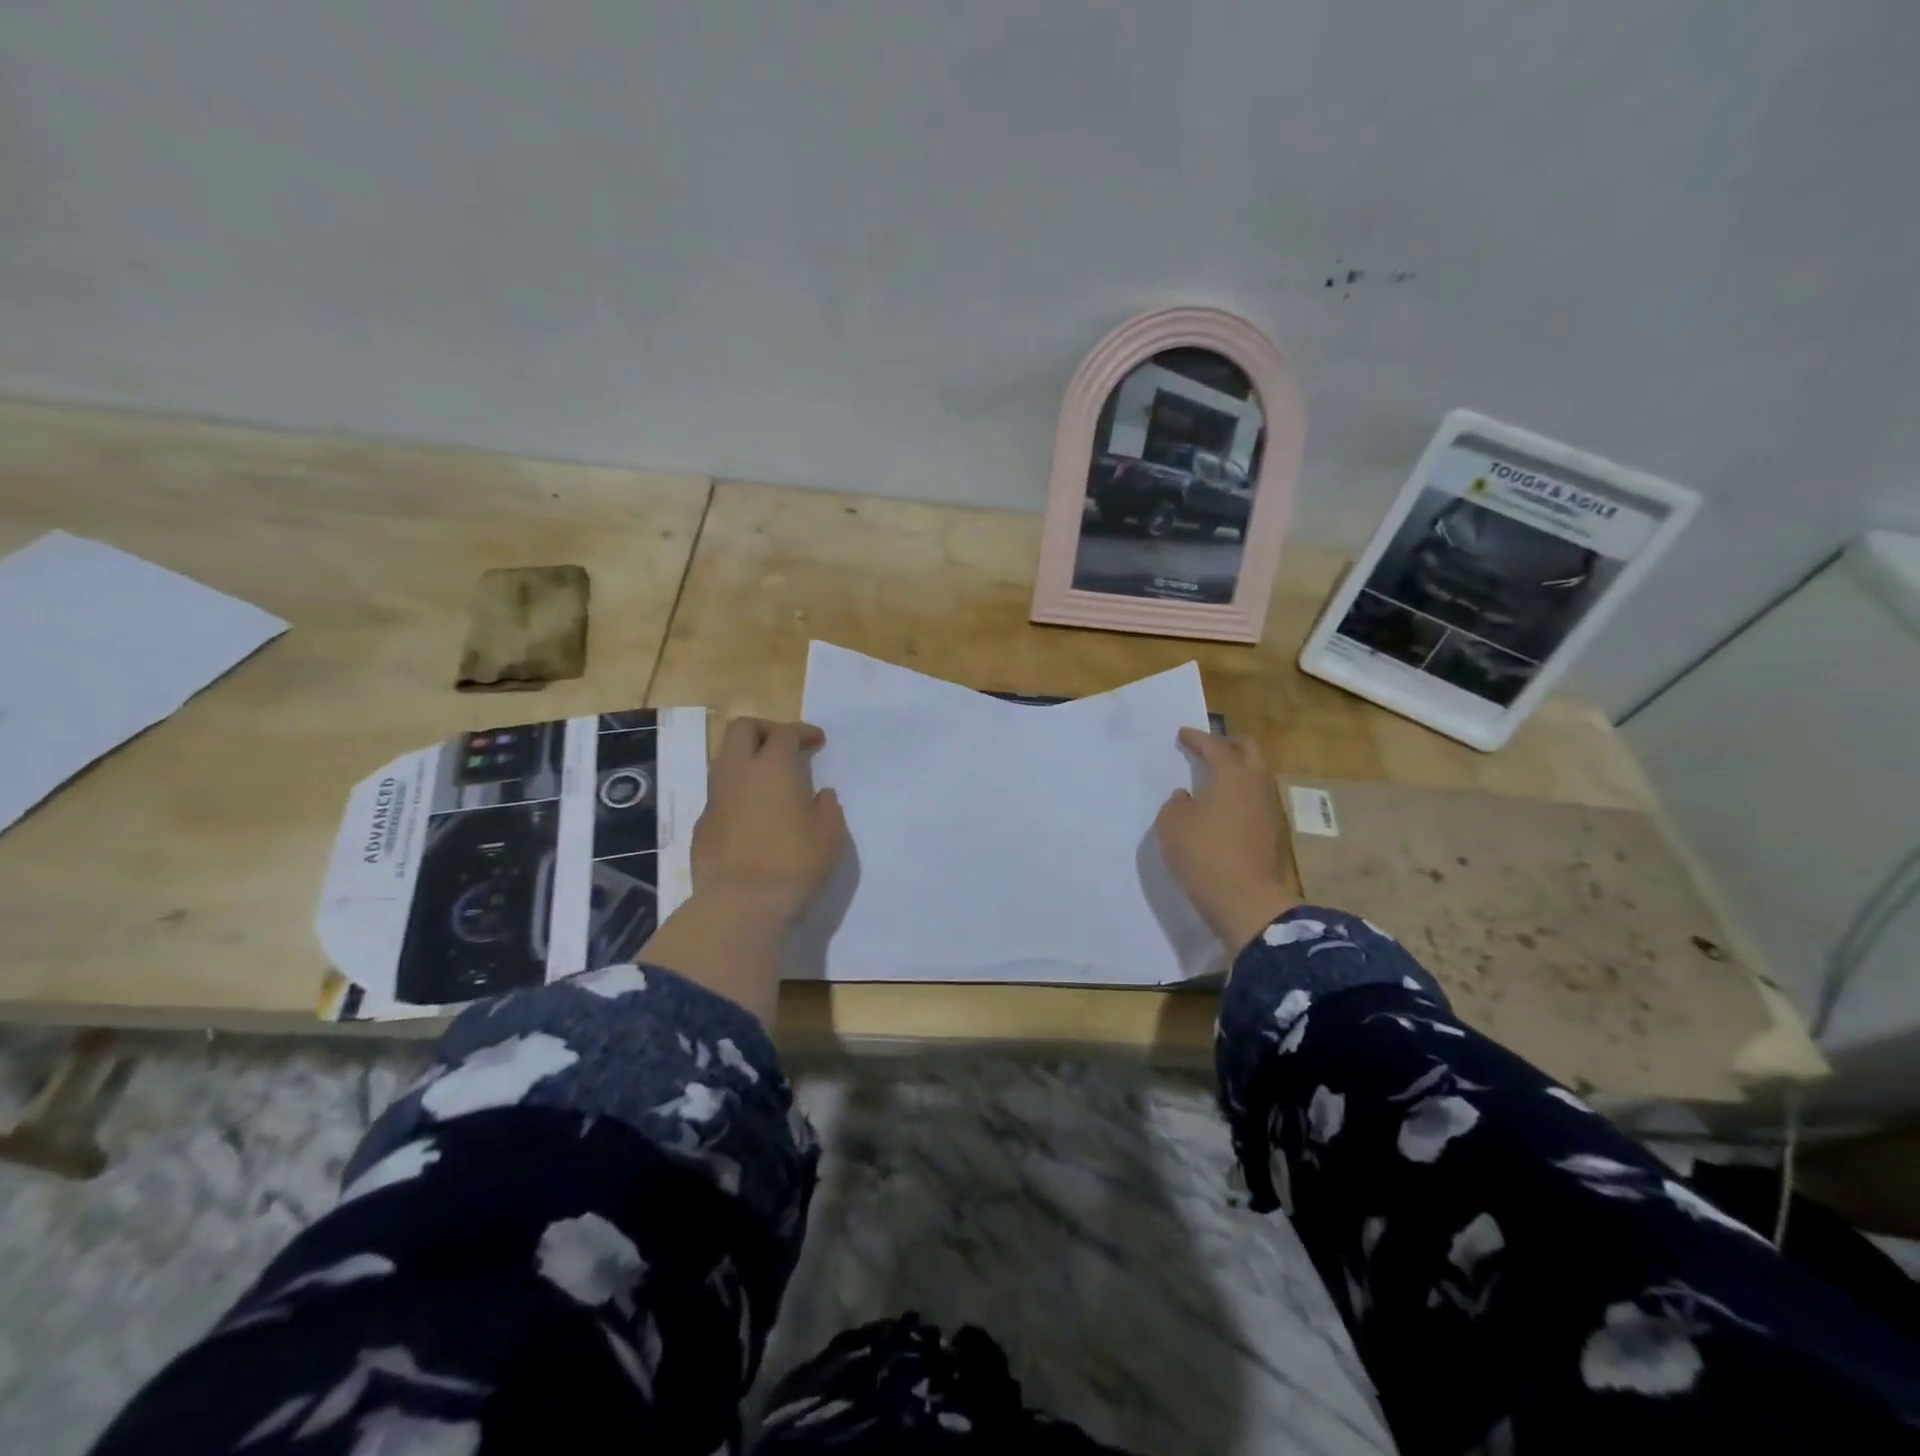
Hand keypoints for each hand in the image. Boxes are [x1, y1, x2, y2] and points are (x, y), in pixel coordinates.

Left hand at [691, 717, 847, 924]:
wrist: (740, 903)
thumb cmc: (793, 863)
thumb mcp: (829, 835)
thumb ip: (827, 808)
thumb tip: (820, 796)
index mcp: (773, 767)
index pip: (786, 733)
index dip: (803, 732)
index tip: (817, 742)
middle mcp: (738, 772)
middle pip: (742, 729)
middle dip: (765, 730)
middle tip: (785, 747)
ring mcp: (715, 798)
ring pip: (724, 759)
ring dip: (746, 760)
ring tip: (768, 780)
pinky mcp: (702, 824)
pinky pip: (719, 794)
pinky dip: (736, 792)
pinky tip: (752, 816)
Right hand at [1155, 728, 1296, 953]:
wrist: (1245, 900)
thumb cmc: (1203, 854)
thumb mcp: (1172, 824)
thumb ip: (1176, 804)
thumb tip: (1188, 797)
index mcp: (1232, 774)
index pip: (1215, 746)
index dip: (1197, 738)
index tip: (1183, 734)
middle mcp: (1257, 784)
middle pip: (1249, 751)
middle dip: (1228, 744)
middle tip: (1208, 748)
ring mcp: (1271, 809)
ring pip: (1258, 776)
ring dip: (1239, 770)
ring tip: (1217, 778)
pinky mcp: (1275, 833)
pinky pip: (1257, 800)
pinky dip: (1242, 794)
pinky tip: (1226, 807)